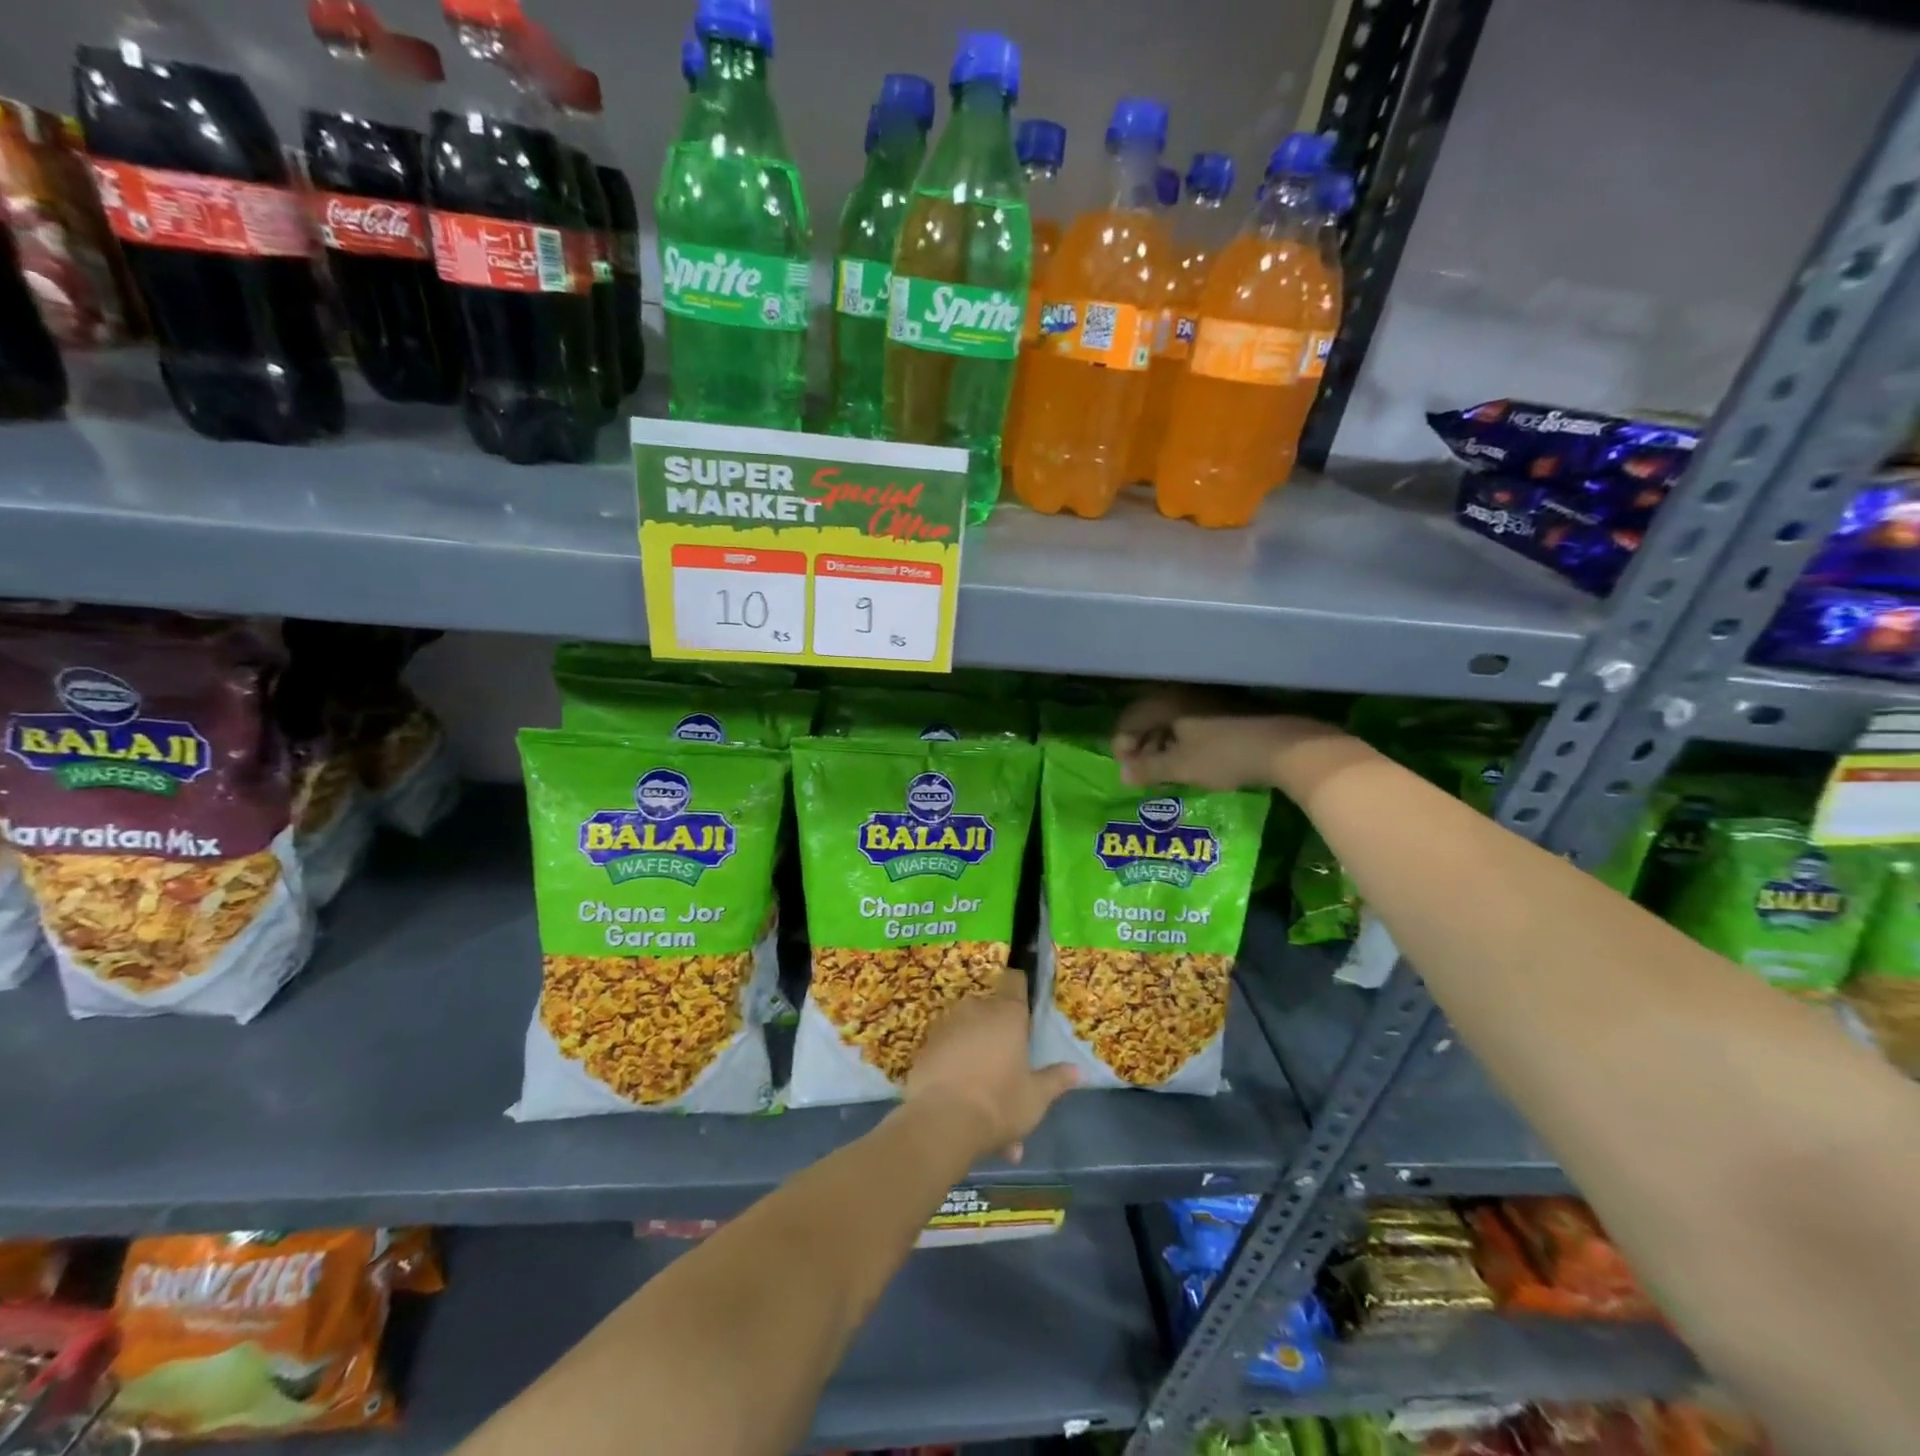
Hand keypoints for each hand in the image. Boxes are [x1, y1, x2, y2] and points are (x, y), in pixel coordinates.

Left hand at [904, 969, 1076, 1162]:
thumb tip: (1077, 1070)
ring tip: (988, 1113)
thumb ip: (1056, 1080)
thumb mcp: (1036, 1097)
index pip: (1015, 982)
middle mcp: (975, 1010)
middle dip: (1001, 1043)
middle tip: (1011, 1081)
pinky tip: (964, 1115)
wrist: (940, 1122)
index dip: (1020, 988)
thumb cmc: (999, 1102)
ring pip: (970, 1042)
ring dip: (980, 1066)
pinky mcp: (925, 1047)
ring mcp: (947, 1026)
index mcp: (1007, 1014)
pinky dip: (958, 1076)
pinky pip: (949, 1056)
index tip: (1024, 1006)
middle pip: (992, 1015)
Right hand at [1113, 692, 1353, 791]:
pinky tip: (1192, 760)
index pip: (1130, 720)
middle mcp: (1183, 693)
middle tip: (1144, 772)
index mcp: (1167, 702)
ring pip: (1172, 719)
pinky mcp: (1227, 707)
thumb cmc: (1225, 755)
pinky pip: (1193, 720)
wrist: (1287, 746)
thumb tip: (1123, 775)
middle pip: (1150, 717)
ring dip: (1163, 743)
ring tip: (1167, 769)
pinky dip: (1184, 739)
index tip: (1128, 771)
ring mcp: (1207, 698)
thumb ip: (1148, 770)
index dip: (1122, 746)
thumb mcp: (1181, 767)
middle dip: (1142, 746)